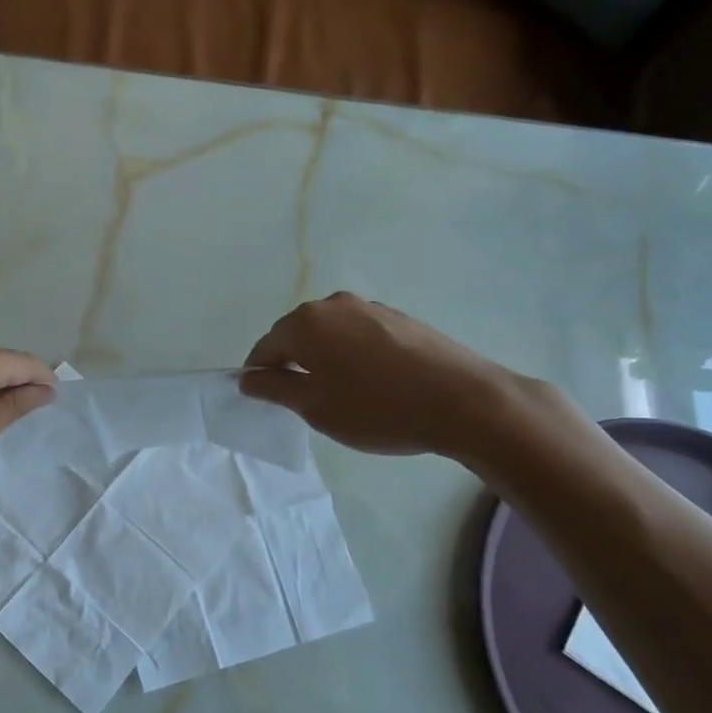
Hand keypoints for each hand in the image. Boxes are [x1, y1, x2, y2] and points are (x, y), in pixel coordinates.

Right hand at [241, 293, 530, 458]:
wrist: (464, 401)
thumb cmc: (377, 408)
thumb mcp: (315, 407)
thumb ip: (274, 389)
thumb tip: (247, 377)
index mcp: (304, 323)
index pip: (265, 348)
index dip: (260, 376)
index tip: (269, 402)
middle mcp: (332, 304)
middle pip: (296, 335)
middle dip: (294, 364)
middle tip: (307, 402)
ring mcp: (369, 307)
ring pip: (330, 334)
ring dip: (325, 359)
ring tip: (344, 394)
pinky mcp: (399, 317)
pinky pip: (359, 334)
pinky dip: (354, 355)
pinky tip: (374, 383)